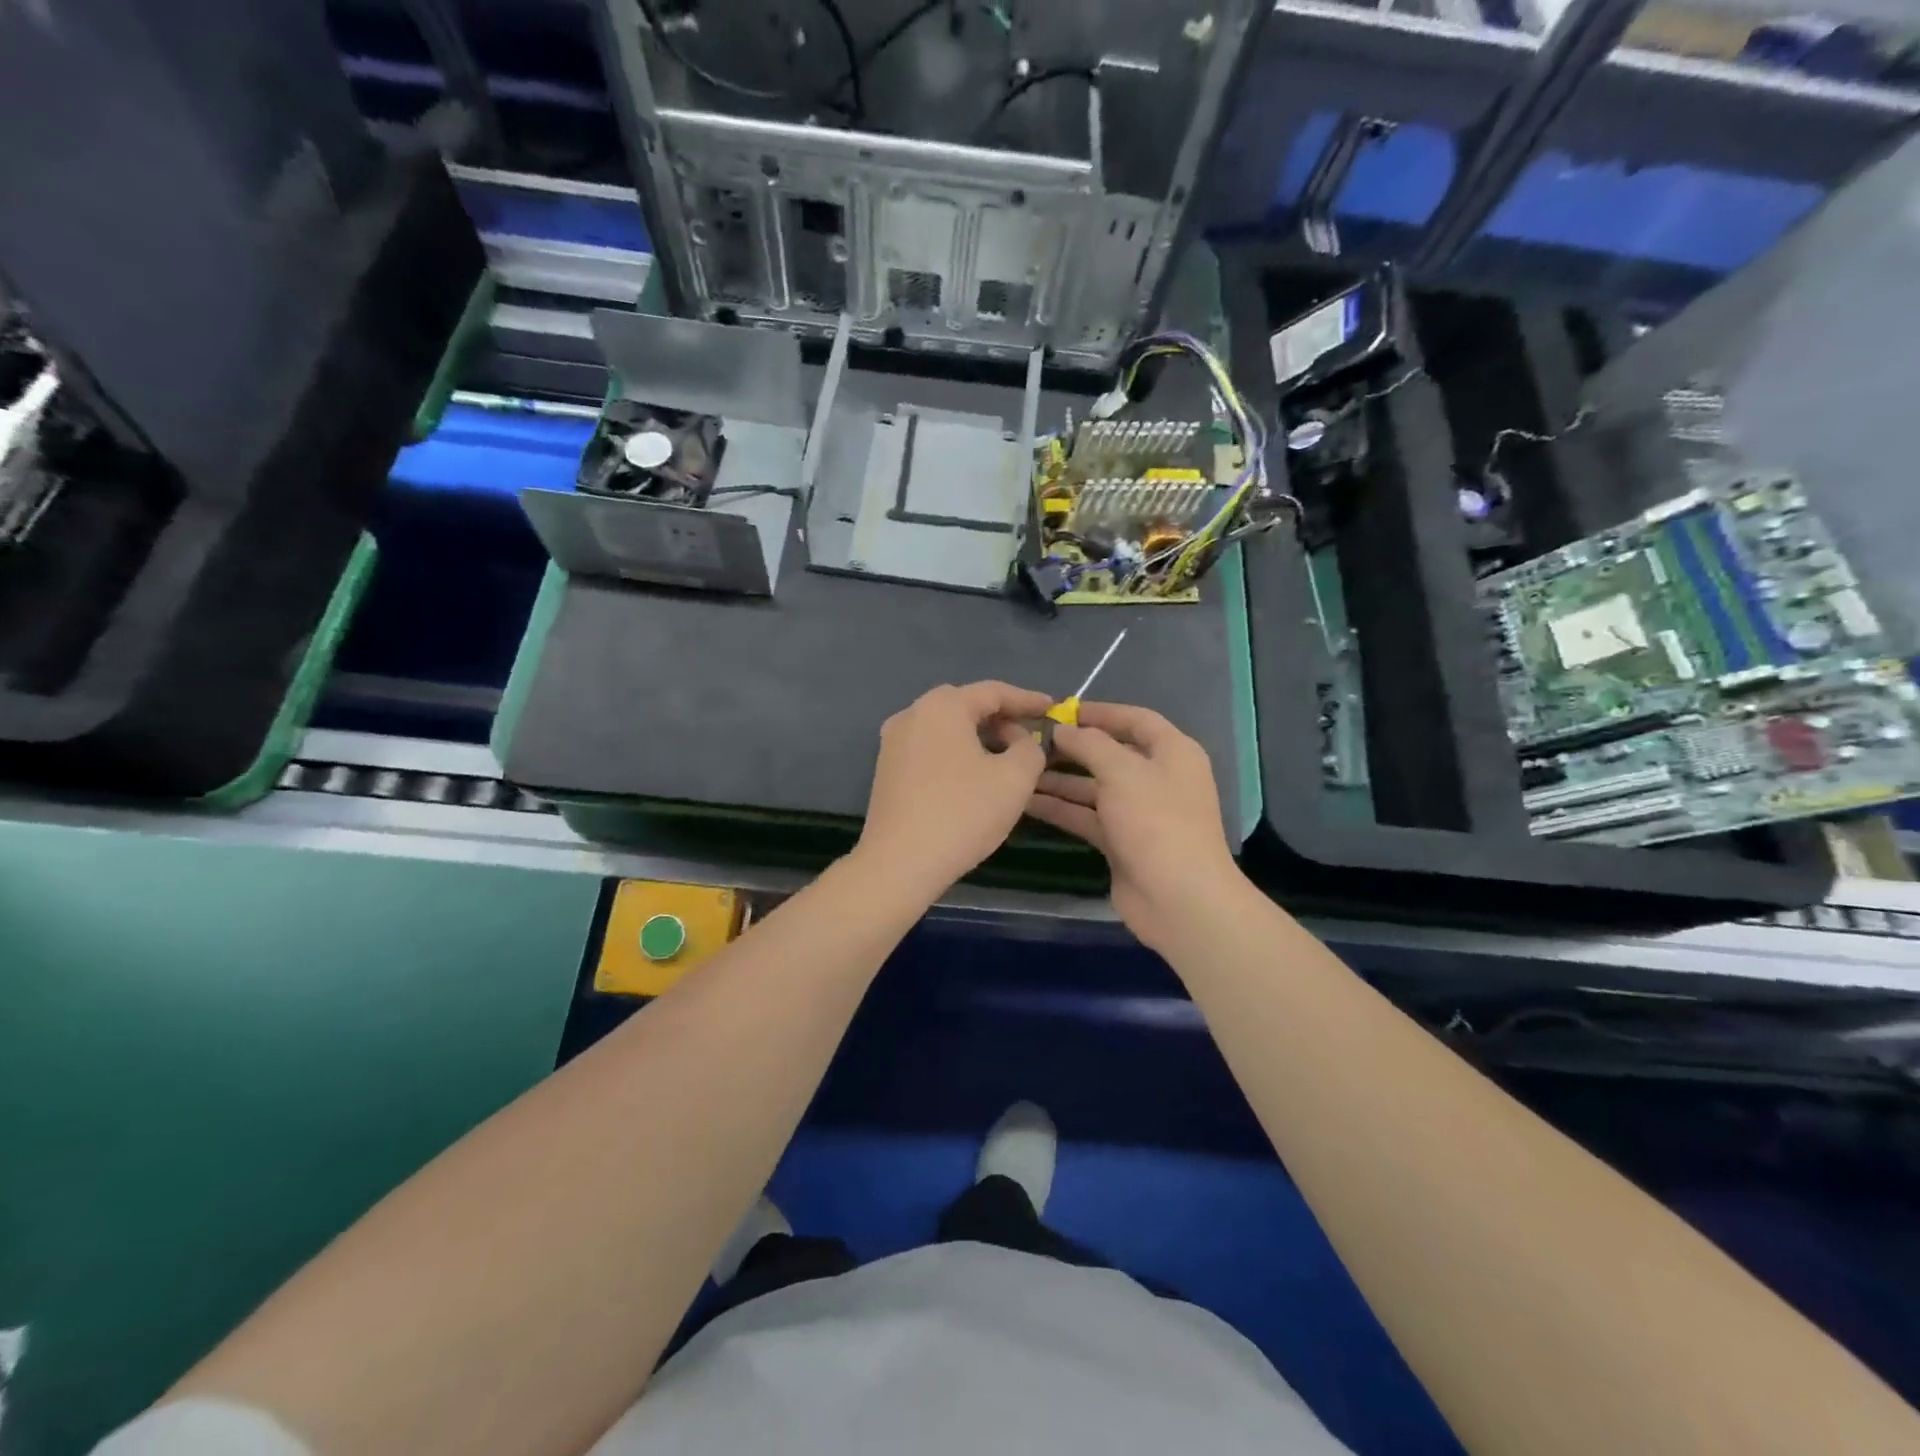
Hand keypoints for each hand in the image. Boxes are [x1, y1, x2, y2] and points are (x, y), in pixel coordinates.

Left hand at [854, 681, 1053, 897]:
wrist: (899, 863)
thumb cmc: (962, 814)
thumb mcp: (1014, 779)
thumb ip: (1030, 749)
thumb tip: (1022, 742)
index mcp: (942, 706)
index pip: (993, 692)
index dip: (1027, 700)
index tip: (1053, 709)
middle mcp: (912, 714)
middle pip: (966, 706)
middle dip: (1002, 719)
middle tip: (1031, 736)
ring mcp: (893, 742)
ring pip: (947, 728)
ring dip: (979, 737)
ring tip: (1008, 758)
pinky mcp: (887, 769)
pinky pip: (931, 748)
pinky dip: (957, 753)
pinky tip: (975, 776)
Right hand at [1024, 702, 1242, 953]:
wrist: (1178, 898)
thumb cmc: (1156, 821)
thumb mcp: (1122, 771)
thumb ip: (1090, 744)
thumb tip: (1063, 729)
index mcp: (1172, 753)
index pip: (1136, 720)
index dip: (1100, 712)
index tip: (1061, 710)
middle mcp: (1157, 778)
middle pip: (1111, 753)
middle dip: (1072, 747)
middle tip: (1030, 741)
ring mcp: (1139, 812)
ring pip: (1094, 787)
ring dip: (1060, 779)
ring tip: (1020, 769)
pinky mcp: (1121, 841)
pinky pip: (1087, 816)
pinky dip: (1061, 808)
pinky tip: (1026, 801)